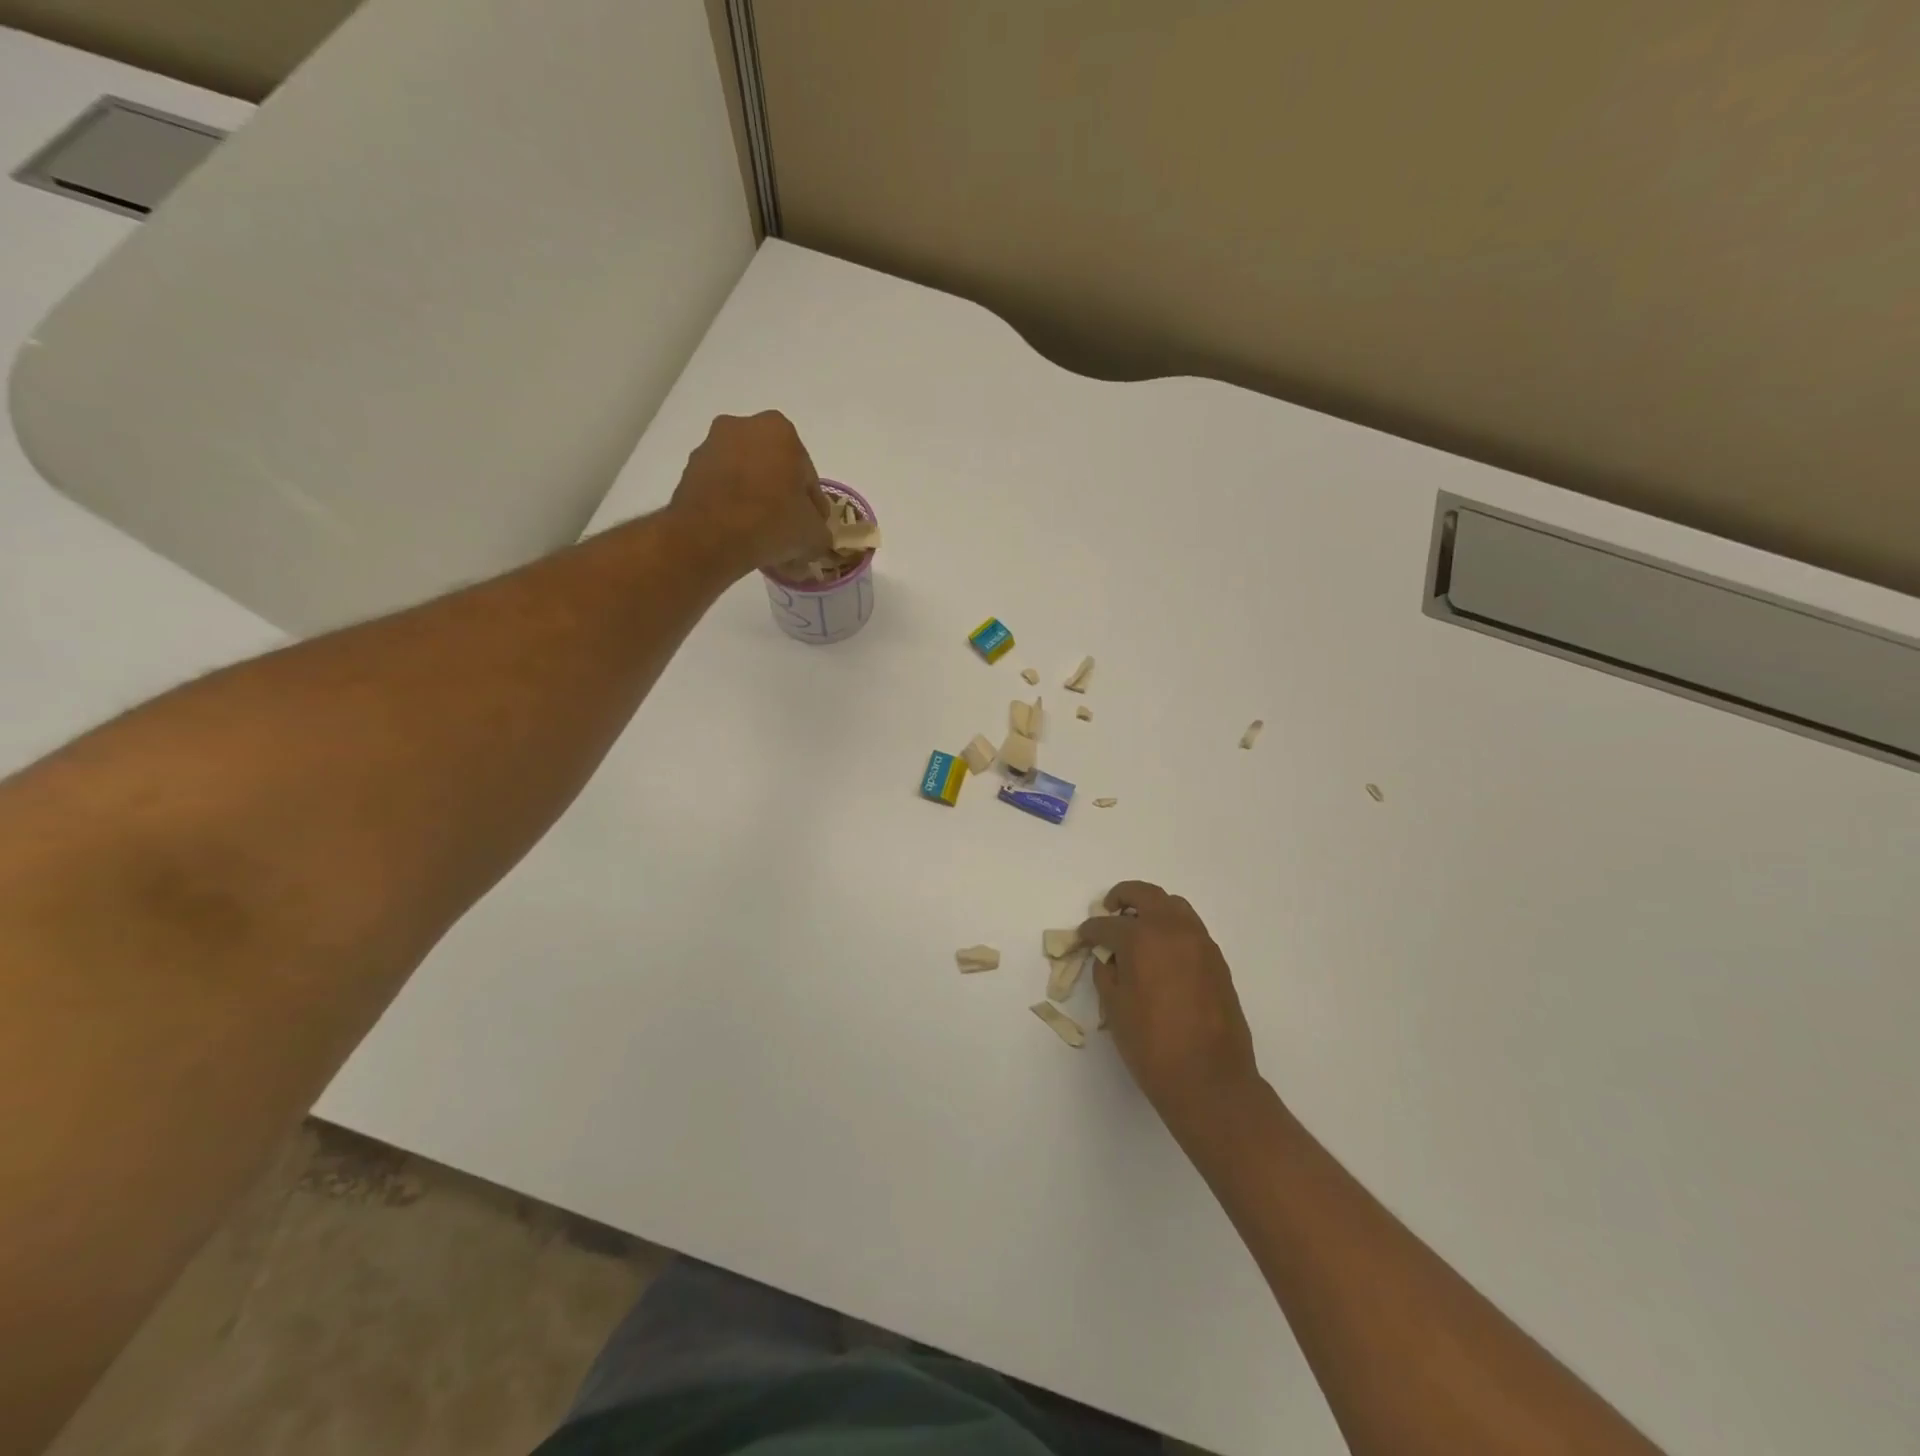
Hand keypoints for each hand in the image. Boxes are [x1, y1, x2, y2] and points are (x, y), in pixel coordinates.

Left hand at [668, 412, 831, 573]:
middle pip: (774, 469)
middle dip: (781, 496)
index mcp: (780, 430)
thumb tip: (812, 533)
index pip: (806, 474)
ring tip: (762, 537)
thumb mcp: (814, 534)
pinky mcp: (689, 471)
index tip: (811, 527)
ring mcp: (711, 446)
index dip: (812, 504)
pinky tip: (739, 534)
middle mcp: (742, 426)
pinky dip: (732, 507)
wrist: (708, 537)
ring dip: (755, 501)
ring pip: (746, 478)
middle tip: (788, 531)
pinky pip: (722, 489)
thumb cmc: (771, 522)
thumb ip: (820, 529)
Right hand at [1080, 882, 1261, 1129]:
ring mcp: (1200, 943)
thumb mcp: (1115, 1008)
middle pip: (1146, 894)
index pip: (1108, 925)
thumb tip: (1109, 957)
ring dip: (1152, 909)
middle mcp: (1173, 930)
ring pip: (1174, 906)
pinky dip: (1172, 928)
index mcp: (1142, 939)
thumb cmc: (1152, 1046)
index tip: (1083, 937)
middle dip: (1123, 897)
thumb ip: (1107, 972)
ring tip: (1138, 929)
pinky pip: (1191, 929)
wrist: (1210, 1080)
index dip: (1091, 930)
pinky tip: (1162, 953)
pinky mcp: (1217, 960)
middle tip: (1109, 910)